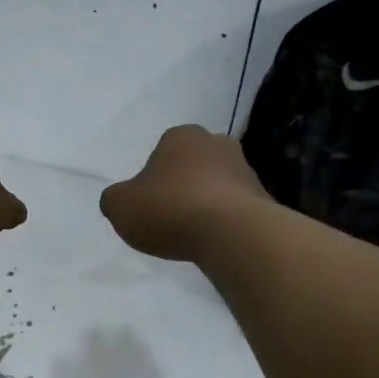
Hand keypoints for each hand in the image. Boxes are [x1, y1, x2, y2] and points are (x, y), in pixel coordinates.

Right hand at [100, 125, 271, 262]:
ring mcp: (245, 169)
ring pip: (217, 186)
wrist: (231, 233)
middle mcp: (217, 143)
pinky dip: (225, 222)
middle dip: (183, 186)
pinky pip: (235, 209)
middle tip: (170, 216)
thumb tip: (120, 200)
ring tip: (193, 234)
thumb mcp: (120, 206)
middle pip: (193, 165)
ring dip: (206, 204)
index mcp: (181, 136)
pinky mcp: (263, 198)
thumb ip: (115, 199)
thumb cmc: (170, 209)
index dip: (153, 177)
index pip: (162, 150)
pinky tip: (214, 241)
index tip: (149, 203)